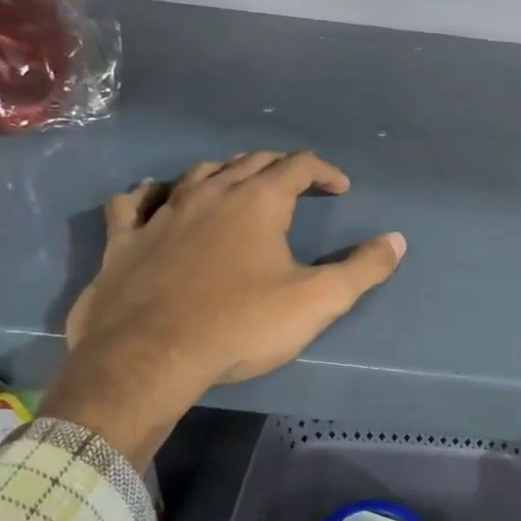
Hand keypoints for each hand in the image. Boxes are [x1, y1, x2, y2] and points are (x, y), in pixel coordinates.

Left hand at [44, 152, 404, 466]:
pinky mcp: (123, 240)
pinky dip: (149, 193)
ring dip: (225, 173)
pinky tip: (154, 196)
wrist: (148, 358)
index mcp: (257, 202)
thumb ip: (363, 269)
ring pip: (197, 174)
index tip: (341, 189)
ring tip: (239, 185)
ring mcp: (162, 214)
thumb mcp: (318, 301)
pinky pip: (133, 202)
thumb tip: (396, 241)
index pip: (298, 166)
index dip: (324, 172)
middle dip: (280, 168)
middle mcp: (210, 194)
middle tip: (298, 186)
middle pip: (250, 162)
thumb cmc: (241, 325)